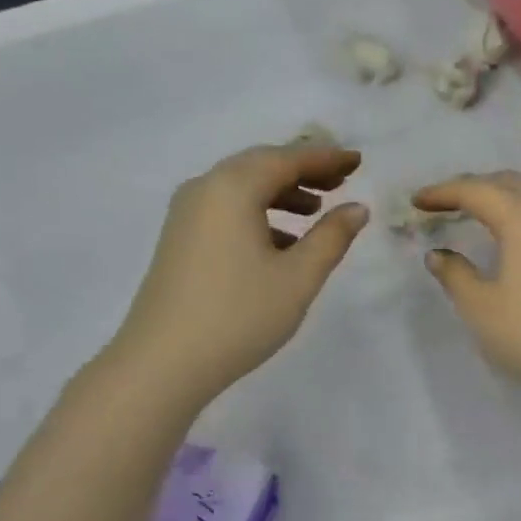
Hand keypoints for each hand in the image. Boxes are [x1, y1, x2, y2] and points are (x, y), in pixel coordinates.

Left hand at [113, 144, 369, 401]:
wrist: (163, 362)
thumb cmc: (239, 315)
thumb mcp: (299, 277)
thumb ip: (332, 237)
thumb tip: (357, 208)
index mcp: (233, 188)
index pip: (288, 158)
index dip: (326, 158)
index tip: (357, 160)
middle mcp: (205, 188)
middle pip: (261, 165)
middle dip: (303, 169)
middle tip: (341, 180)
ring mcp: (186, 213)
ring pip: (242, 187)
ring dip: (281, 192)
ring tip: (316, 209)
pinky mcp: (180, 238)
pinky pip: (226, 209)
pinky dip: (259, 213)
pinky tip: (282, 243)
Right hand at [414, 172, 520, 407]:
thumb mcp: (482, 310)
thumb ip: (455, 276)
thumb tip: (438, 254)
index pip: (475, 190)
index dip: (442, 192)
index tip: (416, 201)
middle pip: (508, 182)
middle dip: (472, 187)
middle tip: (444, 203)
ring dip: (501, 197)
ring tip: (478, 214)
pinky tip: (516, 238)